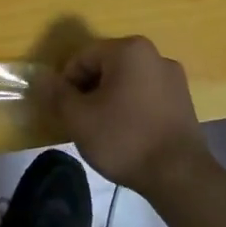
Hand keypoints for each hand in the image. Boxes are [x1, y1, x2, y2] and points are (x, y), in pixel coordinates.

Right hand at [45, 36, 214, 192]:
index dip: (66, 84)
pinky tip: (126, 134)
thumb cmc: (123, 139)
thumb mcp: (78, 117)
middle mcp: (155, 55)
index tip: (65, 112)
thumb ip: (56, 93)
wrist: (179, 176)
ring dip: (108, 100)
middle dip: (88, 91)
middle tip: (81, 121)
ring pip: (125, 82)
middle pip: (105, 67)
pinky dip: (130, 108)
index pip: (81, 58)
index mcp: (129, 50)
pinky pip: (145, 95)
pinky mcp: (183, 101)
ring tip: (103, 130)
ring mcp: (174, 78)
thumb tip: (41, 77)